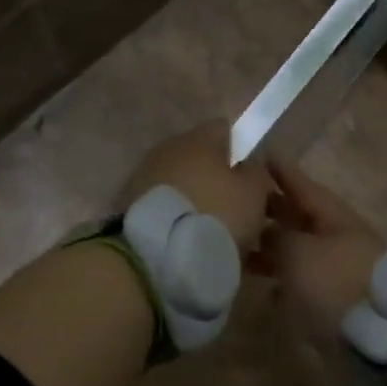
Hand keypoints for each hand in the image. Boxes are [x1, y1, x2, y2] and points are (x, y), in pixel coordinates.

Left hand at [123, 121, 272, 250]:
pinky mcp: (130, 210)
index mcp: (197, 139)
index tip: (256, 180)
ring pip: (185, 188)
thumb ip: (256, 171)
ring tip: (219, 237)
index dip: (245, 152)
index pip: (226, 130)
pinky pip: (167, 211)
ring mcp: (144, 180)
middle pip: (203, 161)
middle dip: (222, 184)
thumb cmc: (216, 213)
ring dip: (201, 205)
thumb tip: (249, 165)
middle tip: (242, 213)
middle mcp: (167, 151)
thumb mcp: (254, 191)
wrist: (157, 255)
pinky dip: (182, 224)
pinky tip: (194, 247)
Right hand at [254, 157, 385, 334]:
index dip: (283, 171)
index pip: (305, 187)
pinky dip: (283, 280)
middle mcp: (341, 240)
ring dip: (274, 248)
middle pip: (303, 219)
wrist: (375, 338)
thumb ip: (279, 237)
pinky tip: (264, 286)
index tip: (264, 153)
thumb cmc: (334, 284)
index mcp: (336, 219)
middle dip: (274, 210)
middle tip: (243, 199)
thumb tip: (270, 233)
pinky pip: (304, 282)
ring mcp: (341, 272)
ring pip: (301, 252)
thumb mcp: (299, 252)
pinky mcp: (337, 303)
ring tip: (242, 245)